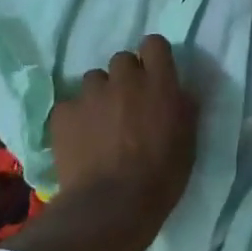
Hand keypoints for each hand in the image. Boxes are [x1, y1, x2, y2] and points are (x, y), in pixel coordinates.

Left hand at [49, 35, 197, 235]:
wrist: (111, 206)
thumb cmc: (161, 177)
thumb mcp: (188, 142)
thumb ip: (183, 108)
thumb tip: (178, 92)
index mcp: (159, 83)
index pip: (155, 44)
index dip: (153, 58)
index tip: (154, 76)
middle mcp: (124, 79)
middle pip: (122, 59)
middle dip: (125, 77)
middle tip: (128, 106)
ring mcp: (90, 94)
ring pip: (94, 80)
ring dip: (99, 96)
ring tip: (100, 125)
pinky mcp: (63, 113)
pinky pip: (70, 106)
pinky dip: (75, 119)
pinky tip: (80, 142)